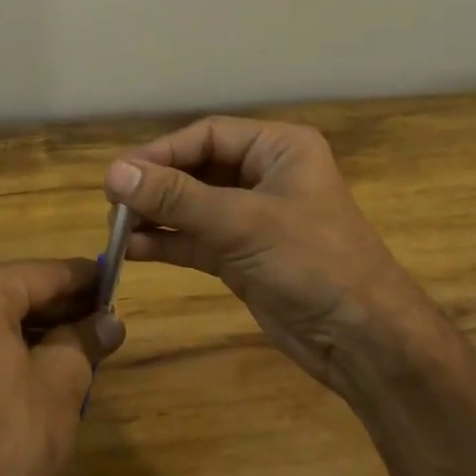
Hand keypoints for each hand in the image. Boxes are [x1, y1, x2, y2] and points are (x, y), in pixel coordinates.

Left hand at [0, 260, 124, 475]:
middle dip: (60, 307)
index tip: (115, 282)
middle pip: (14, 293)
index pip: (44, 274)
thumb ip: (86, 339)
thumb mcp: (62, 381)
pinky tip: (40, 369)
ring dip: (35, 330)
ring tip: (79, 346)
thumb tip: (110, 321)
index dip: (85, 280)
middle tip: (102, 320)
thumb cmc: (9, 439)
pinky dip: (5, 350)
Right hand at [104, 117, 442, 396]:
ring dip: (156, 215)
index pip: (208, 135)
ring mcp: (253, 217)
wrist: (363, 339)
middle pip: (197, 168)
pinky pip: (196, 239)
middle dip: (156, 185)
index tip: (119, 174)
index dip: (162, 152)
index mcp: (278, 148)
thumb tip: (114, 172)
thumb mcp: (242, 223)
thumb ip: (177, 198)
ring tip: (114, 228)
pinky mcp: (243, 255)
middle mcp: (265, 175)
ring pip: (192, 206)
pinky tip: (132, 250)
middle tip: (111, 202)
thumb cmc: (312, 262)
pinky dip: (167, 243)